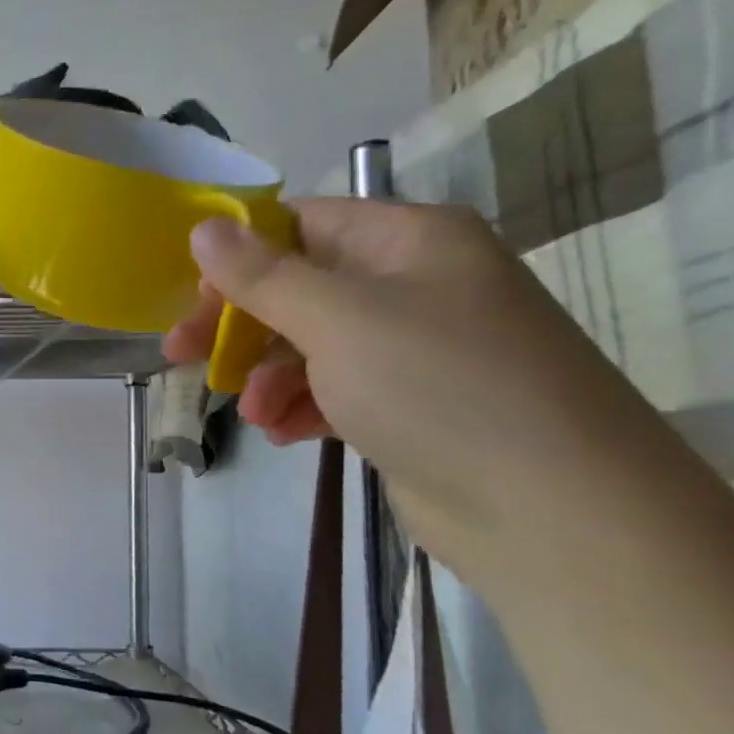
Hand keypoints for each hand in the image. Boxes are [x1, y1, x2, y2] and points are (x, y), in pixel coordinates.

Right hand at [164, 198, 670, 566]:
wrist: (552, 509)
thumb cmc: (437, 386)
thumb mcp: (337, 319)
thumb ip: (262, 274)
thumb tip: (204, 226)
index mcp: (408, 241)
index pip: (301, 223)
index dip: (239, 254)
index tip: (189, 296)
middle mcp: (414, 284)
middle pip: (299, 287)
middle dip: (239, 324)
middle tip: (181, 355)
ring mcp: (415, 347)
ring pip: (310, 344)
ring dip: (267, 375)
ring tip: (252, 413)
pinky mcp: (410, 403)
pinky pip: (334, 388)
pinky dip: (300, 406)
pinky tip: (283, 433)